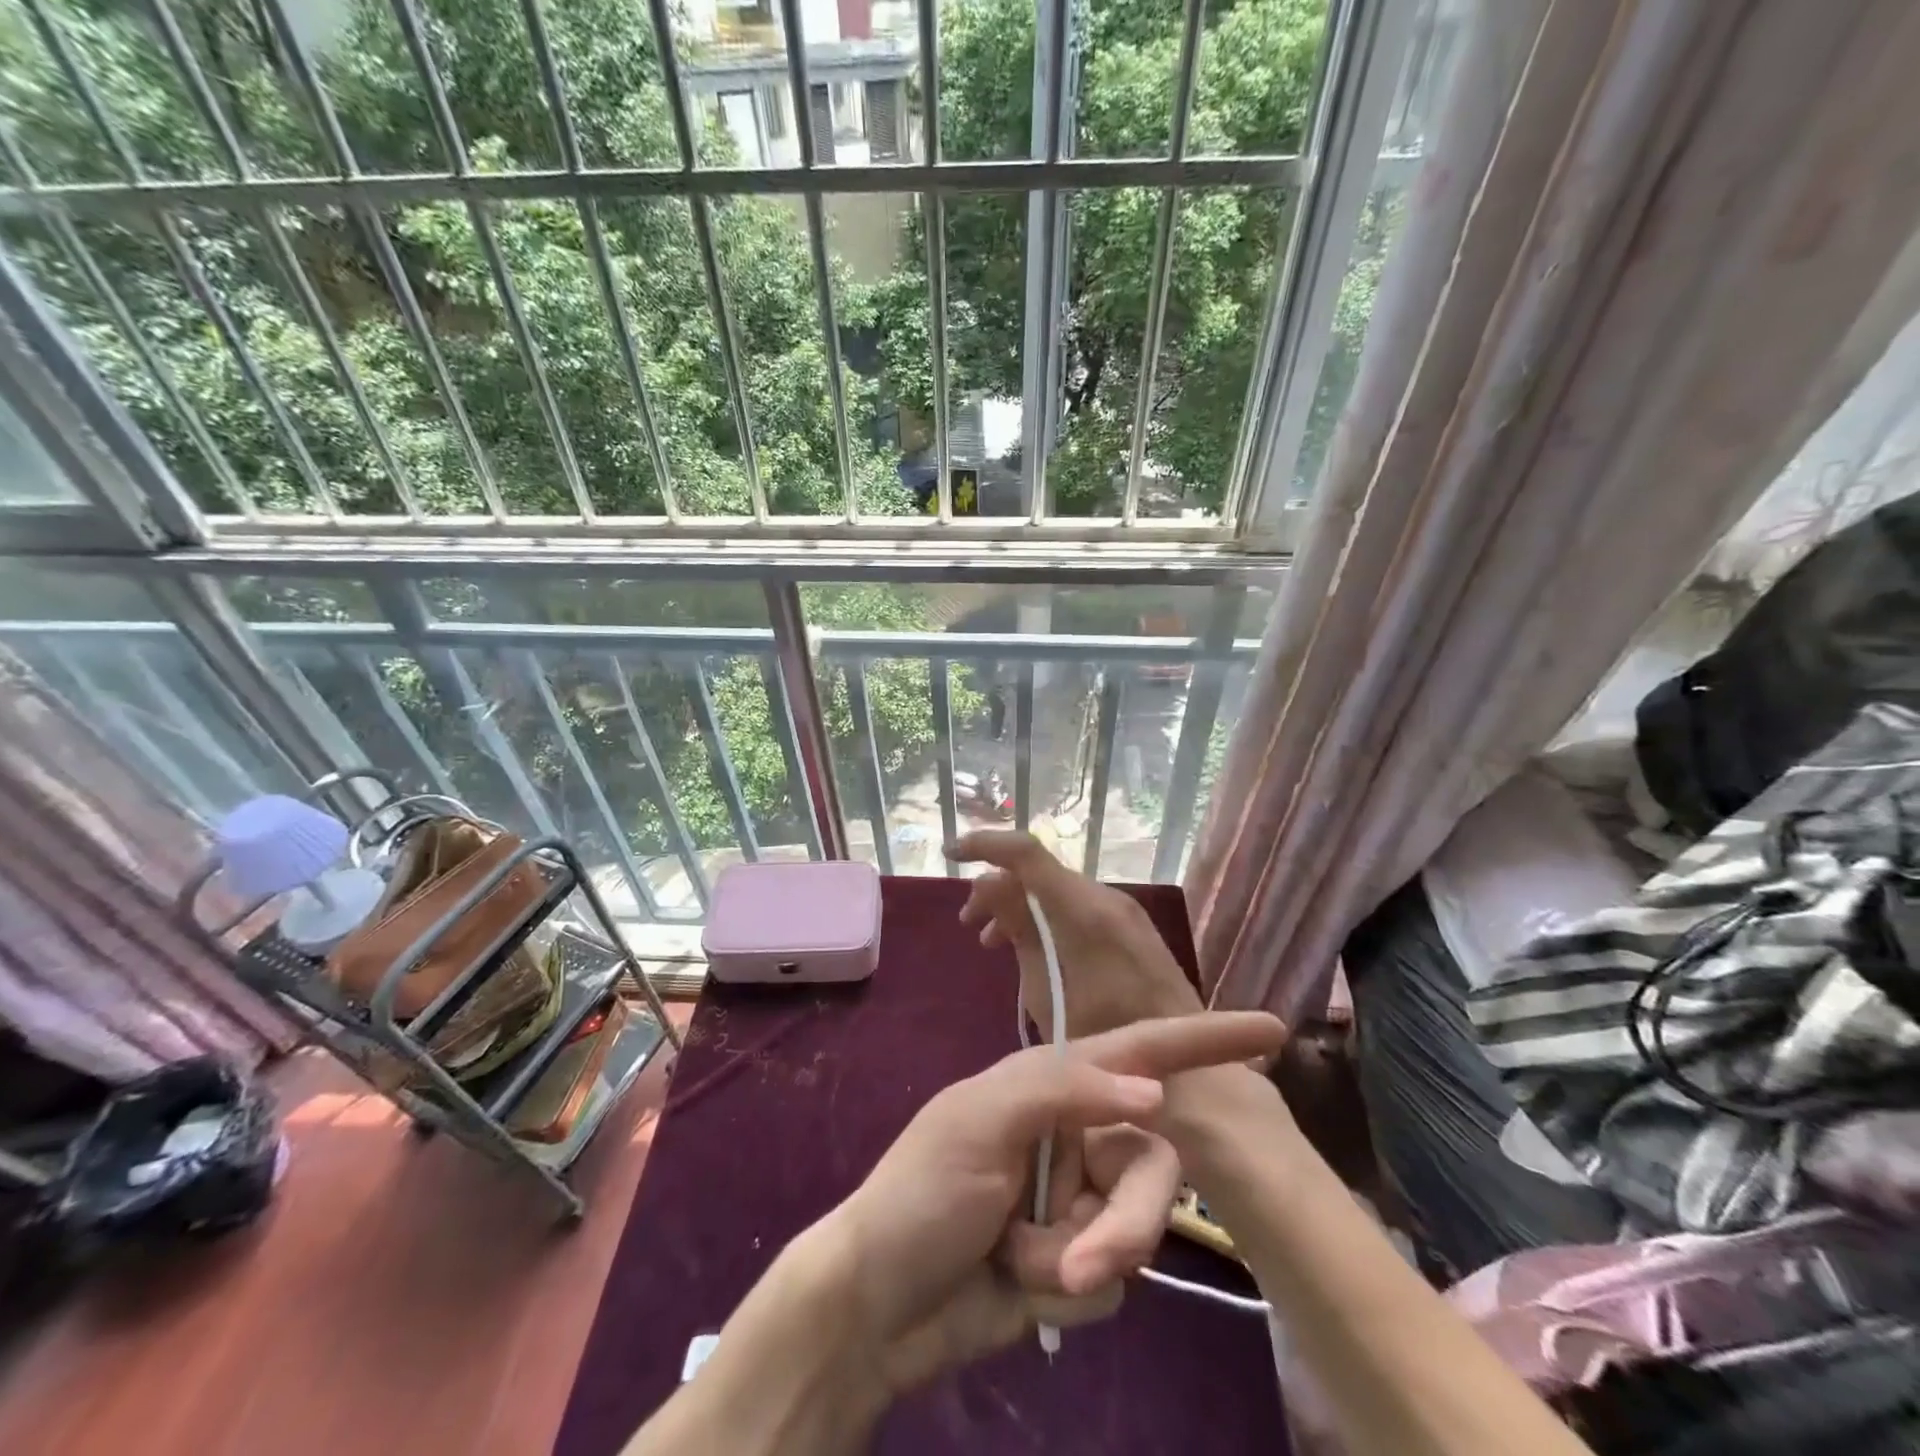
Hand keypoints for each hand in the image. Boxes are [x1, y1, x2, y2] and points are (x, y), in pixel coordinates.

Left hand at [821, 1011, 1286, 1395]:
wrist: (878, 1305)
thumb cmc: (922, 1192)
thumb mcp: (980, 1121)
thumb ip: (1064, 1091)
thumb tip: (1154, 1093)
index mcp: (1051, 1084)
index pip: (1139, 1052)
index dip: (1203, 1040)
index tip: (1272, 1031)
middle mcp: (1074, 1135)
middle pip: (1149, 1169)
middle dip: (1122, 1224)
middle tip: (1076, 1262)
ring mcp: (1077, 1201)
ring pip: (1134, 1232)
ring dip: (1077, 1260)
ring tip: (1018, 1265)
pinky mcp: (1075, 1262)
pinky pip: (1110, 1283)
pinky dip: (1063, 1293)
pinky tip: (1016, 1285)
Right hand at [949, 829, 1203, 1038]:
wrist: (1191, 1072)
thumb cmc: (1108, 1038)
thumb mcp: (1049, 990)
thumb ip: (1019, 931)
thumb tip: (988, 884)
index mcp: (1083, 909)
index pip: (1026, 852)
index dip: (984, 844)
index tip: (950, 854)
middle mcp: (1103, 898)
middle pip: (1037, 871)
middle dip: (996, 888)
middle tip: (968, 924)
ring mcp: (1118, 912)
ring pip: (1054, 890)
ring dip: (1018, 906)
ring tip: (989, 942)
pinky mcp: (1125, 929)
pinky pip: (1072, 908)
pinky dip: (1043, 920)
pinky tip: (1026, 950)